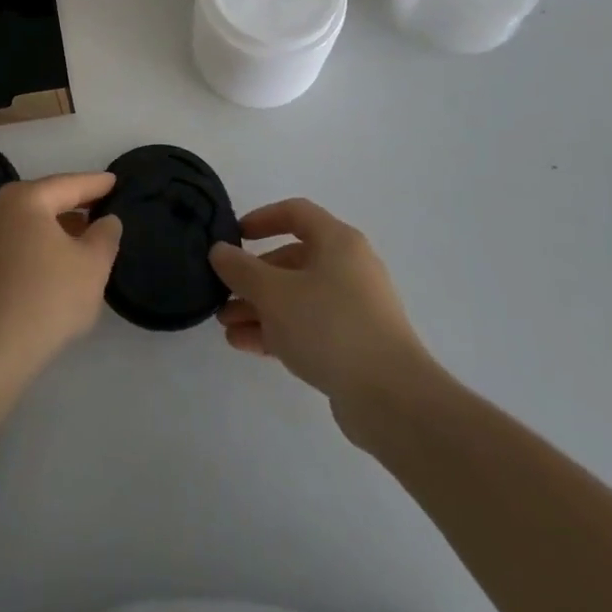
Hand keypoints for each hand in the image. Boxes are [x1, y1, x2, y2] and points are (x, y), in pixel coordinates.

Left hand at [0, 173, 121, 383]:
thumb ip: (105, 235)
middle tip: (102, 206)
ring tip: (85, 236)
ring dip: (57, 228)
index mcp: (25, 198)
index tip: (115, 181)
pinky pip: (18, 243)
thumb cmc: (47, 297)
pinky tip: (57, 262)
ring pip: (30, 223)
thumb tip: (106, 221)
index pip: (69, 184)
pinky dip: (40, 246)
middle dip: (75, 205)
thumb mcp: (93, 265)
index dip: (96, 184)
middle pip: (46, 200)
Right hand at [210, 198, 444, 436]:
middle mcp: (349, 268)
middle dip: (253, 277)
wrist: (391, 398)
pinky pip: (308, 326)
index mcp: (338, 242)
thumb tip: (219, 251)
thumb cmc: (329, 326)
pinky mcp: (354, 344)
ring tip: (226, 326)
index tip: (234, 237)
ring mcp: (354, 308)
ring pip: (297, 297)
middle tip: (223, 294)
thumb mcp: (274, 293)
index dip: (262, 219)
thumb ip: (241, 269)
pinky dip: (278, 330)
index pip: (296, 213)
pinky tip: (246, 344)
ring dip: (260, 308)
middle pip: (292, 260)